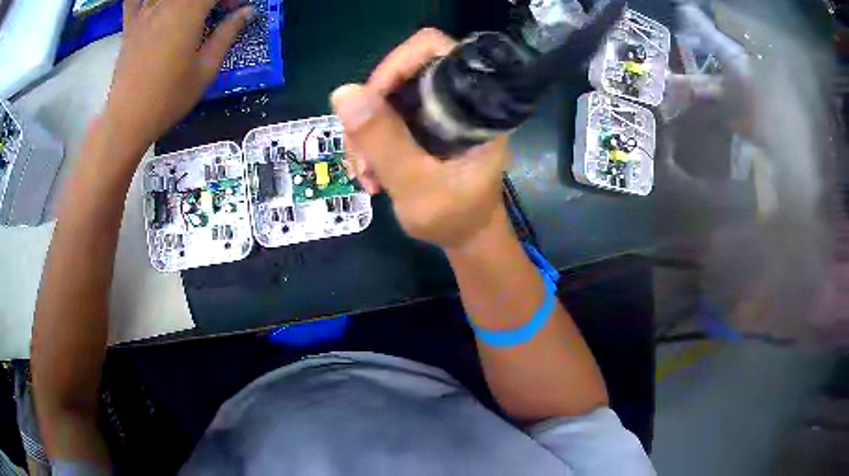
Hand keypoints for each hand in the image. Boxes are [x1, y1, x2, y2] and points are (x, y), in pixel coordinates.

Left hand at [103, 0, 253, 153]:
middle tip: (218, 11)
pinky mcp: (130, 25)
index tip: (237, 10)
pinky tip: (156, 5)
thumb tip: (246, 13)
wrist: (127, 120)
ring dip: (186, 1)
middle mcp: (166, 4)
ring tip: (191, 13)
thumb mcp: (205, 70)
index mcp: (188, 11)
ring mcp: (145, 12)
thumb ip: (227, 34)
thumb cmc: (168, 98)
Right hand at [331, 28, 510, 248]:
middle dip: (370, 112)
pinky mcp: (422, 124)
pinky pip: (384, 117)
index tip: (368, 105)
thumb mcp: (417, 186)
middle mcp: (455, 98)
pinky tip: (369, 173)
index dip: (396, 65)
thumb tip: (342, 92)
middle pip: (400, 74)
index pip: (434, 49)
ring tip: (365, 175)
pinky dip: (369, 141)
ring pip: (386, 98)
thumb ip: (384, 141)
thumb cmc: (455, 217)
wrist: (467, 236)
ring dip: (365, 133)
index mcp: (472, 103)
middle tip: (361, 157)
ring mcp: (437, 110)